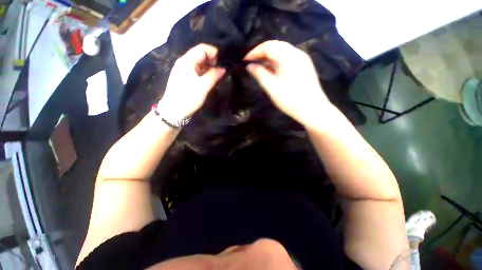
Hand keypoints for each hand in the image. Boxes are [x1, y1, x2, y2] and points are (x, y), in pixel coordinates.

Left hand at [158, 43, 224, 120]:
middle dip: (213, 60)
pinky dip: (206, 72)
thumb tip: (223, 68)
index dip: (214, 52)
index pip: (202, 49)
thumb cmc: (188, 98)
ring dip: (210, 67)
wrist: (174, 111)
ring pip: (200, 63)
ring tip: (220, 74)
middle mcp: (184, 62)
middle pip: (201, 55)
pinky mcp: (186, 77)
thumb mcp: (203, 87)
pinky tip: (212, 78)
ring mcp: (184, 70)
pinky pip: (197, 70)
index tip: (224, 61)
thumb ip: (213, 75)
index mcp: (187, 61)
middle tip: (223, 69)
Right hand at [244, 40, 332, 126]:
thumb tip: (250, 66)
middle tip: (250, 63)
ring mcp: (302, 60)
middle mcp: (297, 53)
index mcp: (289, 56)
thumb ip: (259, 74)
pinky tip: (271, 70)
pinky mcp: (304, 67)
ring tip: (258, 67)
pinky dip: (277, 63)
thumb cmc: (291, 99)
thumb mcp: (272, 87)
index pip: (268, 46)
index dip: (254, 52)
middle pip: (276, 47)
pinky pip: (287, 60)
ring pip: (282, 53)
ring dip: (269, 58)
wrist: (313, 110)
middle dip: (261, 53)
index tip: (244, 61)